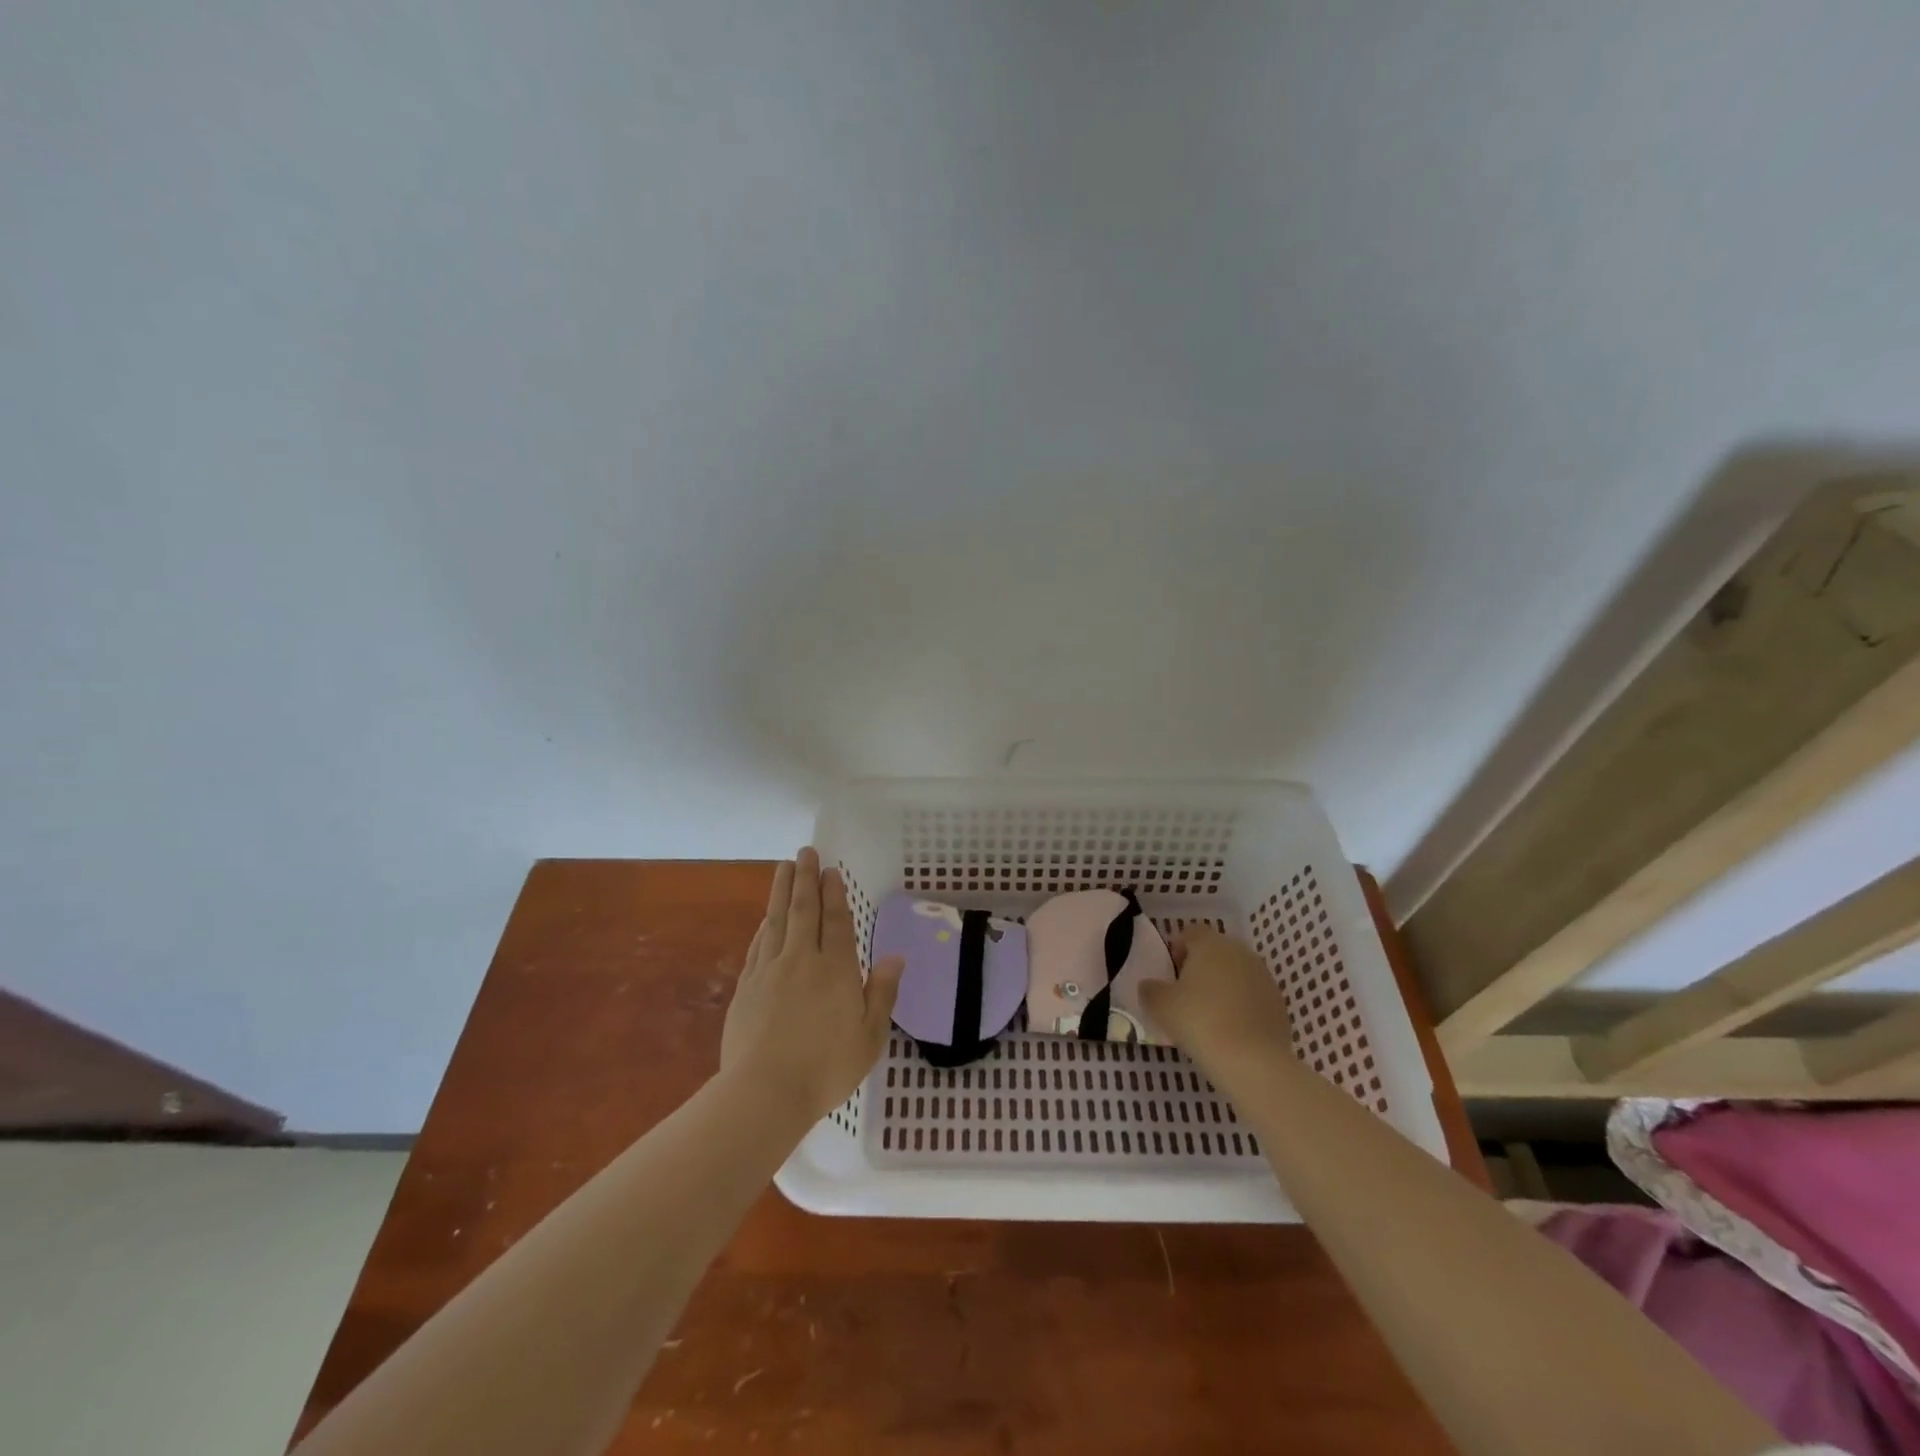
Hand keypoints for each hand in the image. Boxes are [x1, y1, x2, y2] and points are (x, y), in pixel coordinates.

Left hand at [721, 848, 905, 1121]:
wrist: (764, 1093)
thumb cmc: (826, 1067)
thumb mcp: (869, 1036)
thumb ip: (882, 992)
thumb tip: (896, 957)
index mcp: (835, 969)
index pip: (835, 920)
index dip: (834, 893)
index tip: (830, 869)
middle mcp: (802, 960)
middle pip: (803, 910)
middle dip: (805, 879)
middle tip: (805, 852)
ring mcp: (769, 971)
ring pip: (776, 920)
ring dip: (781, 891)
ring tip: (783, 867)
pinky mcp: (746, 988)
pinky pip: (758, 946)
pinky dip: (764, 926)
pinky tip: (766, 919)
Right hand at [1139, 923, 1292, 1074]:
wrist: (1252, 1061)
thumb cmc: (1199, 1021)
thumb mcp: (1160, 1005)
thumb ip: (1150, 989)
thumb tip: (1150, 986)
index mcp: (1210, 944)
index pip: (1190, 932)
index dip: (1177, 949)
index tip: (1170, 974)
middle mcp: (1240, 952)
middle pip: (1215, 951)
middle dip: (1200, 967)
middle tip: (1186, 995)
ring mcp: (1264, 977)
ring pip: (1236, 973)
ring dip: (1222, 986)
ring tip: (1209, 1015)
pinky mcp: (1278, 1003)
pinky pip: (1252, 996)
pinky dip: (1240, 1005)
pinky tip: (1230, 1030)